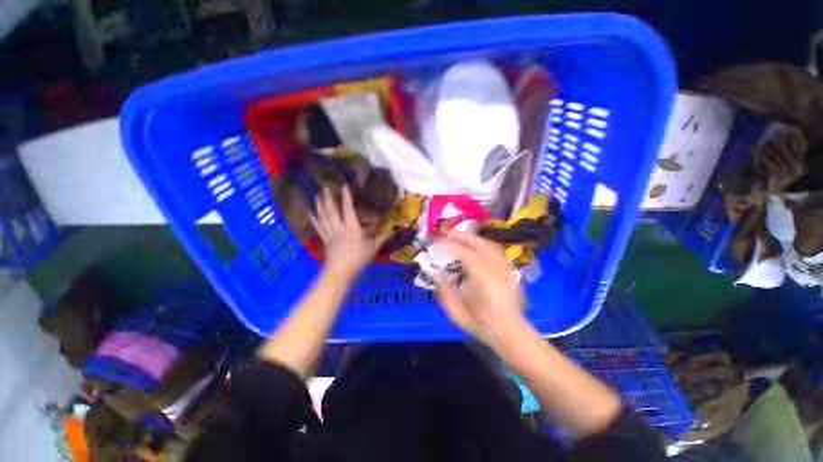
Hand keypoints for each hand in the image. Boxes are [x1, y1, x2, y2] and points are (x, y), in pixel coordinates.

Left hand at [310, 186, 388, 278]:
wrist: (341, 272)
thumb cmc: (359, 259)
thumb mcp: (374, 247)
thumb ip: (382, 236)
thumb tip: (392, 227)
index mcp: (352, 227)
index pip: (348, 209)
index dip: (346, 197)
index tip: (344, 185)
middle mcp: (339, 227)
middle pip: (332, 210)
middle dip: (328, 198)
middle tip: (325, 187)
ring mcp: (330, 233)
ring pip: (323, 217)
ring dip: (320, 206)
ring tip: (316, 196)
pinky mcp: (325, 240)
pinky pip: (319, 227)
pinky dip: (314, 219)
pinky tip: (310, 213)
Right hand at [435, 230, 525, 344]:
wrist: (510, 333)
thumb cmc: (482, 325)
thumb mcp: (456, 313)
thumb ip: (444, 291)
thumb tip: (440, 273)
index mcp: (483, 280)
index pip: (465, 253)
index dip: (450, 245)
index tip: (437, 240)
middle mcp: (496, 269)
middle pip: (480, 244)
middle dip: (462, 236)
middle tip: (447, 232)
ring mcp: (506, 268)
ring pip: (490, 245)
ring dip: (473, 238)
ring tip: (459, 237)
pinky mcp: (510, 270)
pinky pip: (496, 251)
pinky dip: (484, 244)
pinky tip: (476, 246)